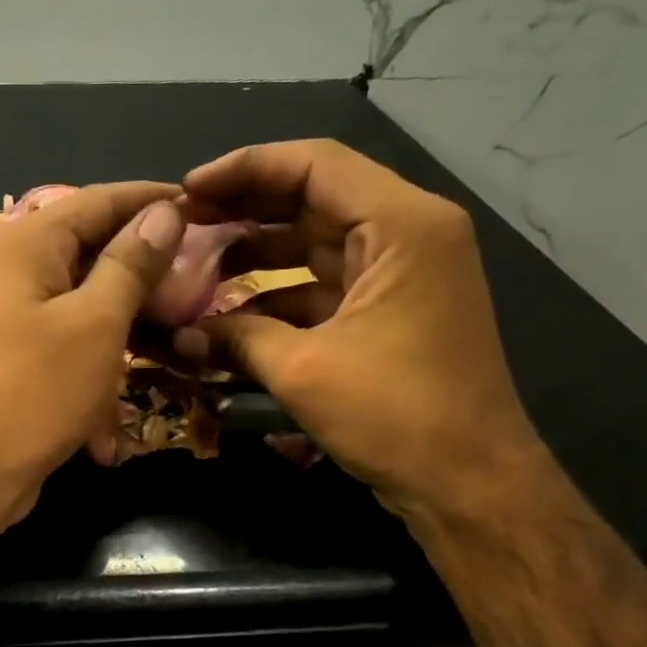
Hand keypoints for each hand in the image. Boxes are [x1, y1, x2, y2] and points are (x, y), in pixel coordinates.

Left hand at [0, 182, 185, 531]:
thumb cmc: (34, 391)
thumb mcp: (97, 323)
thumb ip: (131, 264)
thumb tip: (165, 211)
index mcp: (29, 244)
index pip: (102, 200)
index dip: (156, 200)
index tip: (208, 209)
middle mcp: (16, 271)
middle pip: (95, 253)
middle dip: (148, 274)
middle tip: (203, 284)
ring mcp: (15, 319)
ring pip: (88, 308)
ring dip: (129, 332)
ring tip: (177, 346)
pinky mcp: (19, 362)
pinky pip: (71, 351)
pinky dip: (97, 378)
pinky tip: (112, 428)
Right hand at [175, 140, 545, 517]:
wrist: (466, 481)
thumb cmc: (395, 414)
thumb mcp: (304, 371)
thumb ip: (237, 339)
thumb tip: (180, 335)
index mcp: (401, 225)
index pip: (314, 166)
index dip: (244, 170)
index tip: (187, 192)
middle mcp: (407, 235)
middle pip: (313, 200)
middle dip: (244, 211)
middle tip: (182, 226)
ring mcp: (400, 275)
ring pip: (315, 245)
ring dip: (257, 256)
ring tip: (195, 268)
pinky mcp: (388, 313)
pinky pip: (324, 288)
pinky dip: (278, 298)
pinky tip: (229, 316)